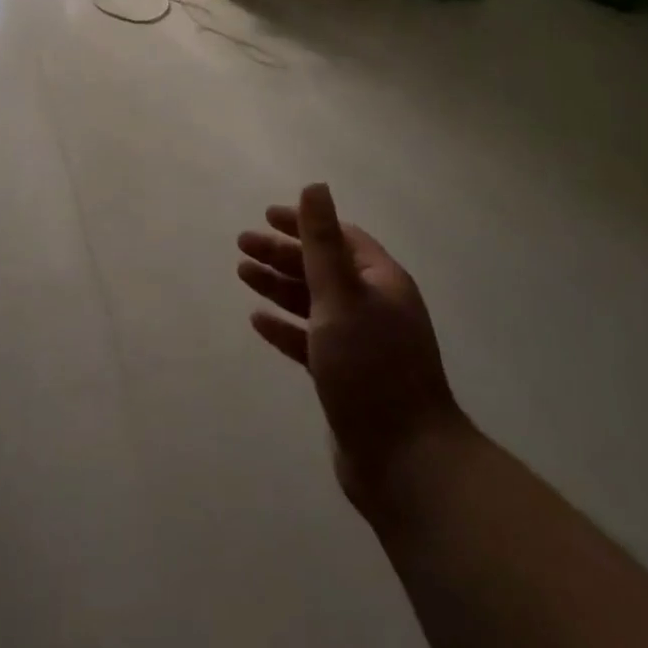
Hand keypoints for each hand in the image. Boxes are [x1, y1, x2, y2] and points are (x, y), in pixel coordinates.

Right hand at [238, 184, 466, 512]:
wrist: (405, 461)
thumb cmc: (371, 367)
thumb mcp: (341, 296)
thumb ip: (322, 242)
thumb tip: (315, 186)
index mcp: (380, 282)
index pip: (339, 238)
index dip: (303, 223)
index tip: (266, 216)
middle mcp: (373, 307)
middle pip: (321, 267)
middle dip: (282, 253)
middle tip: (242, 244)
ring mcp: (360, 343)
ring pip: (313, 302)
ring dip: (278, 285)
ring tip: (243, 274)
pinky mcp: (345, 376)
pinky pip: (309, 339)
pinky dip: (285, 327)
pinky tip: (258, 320)